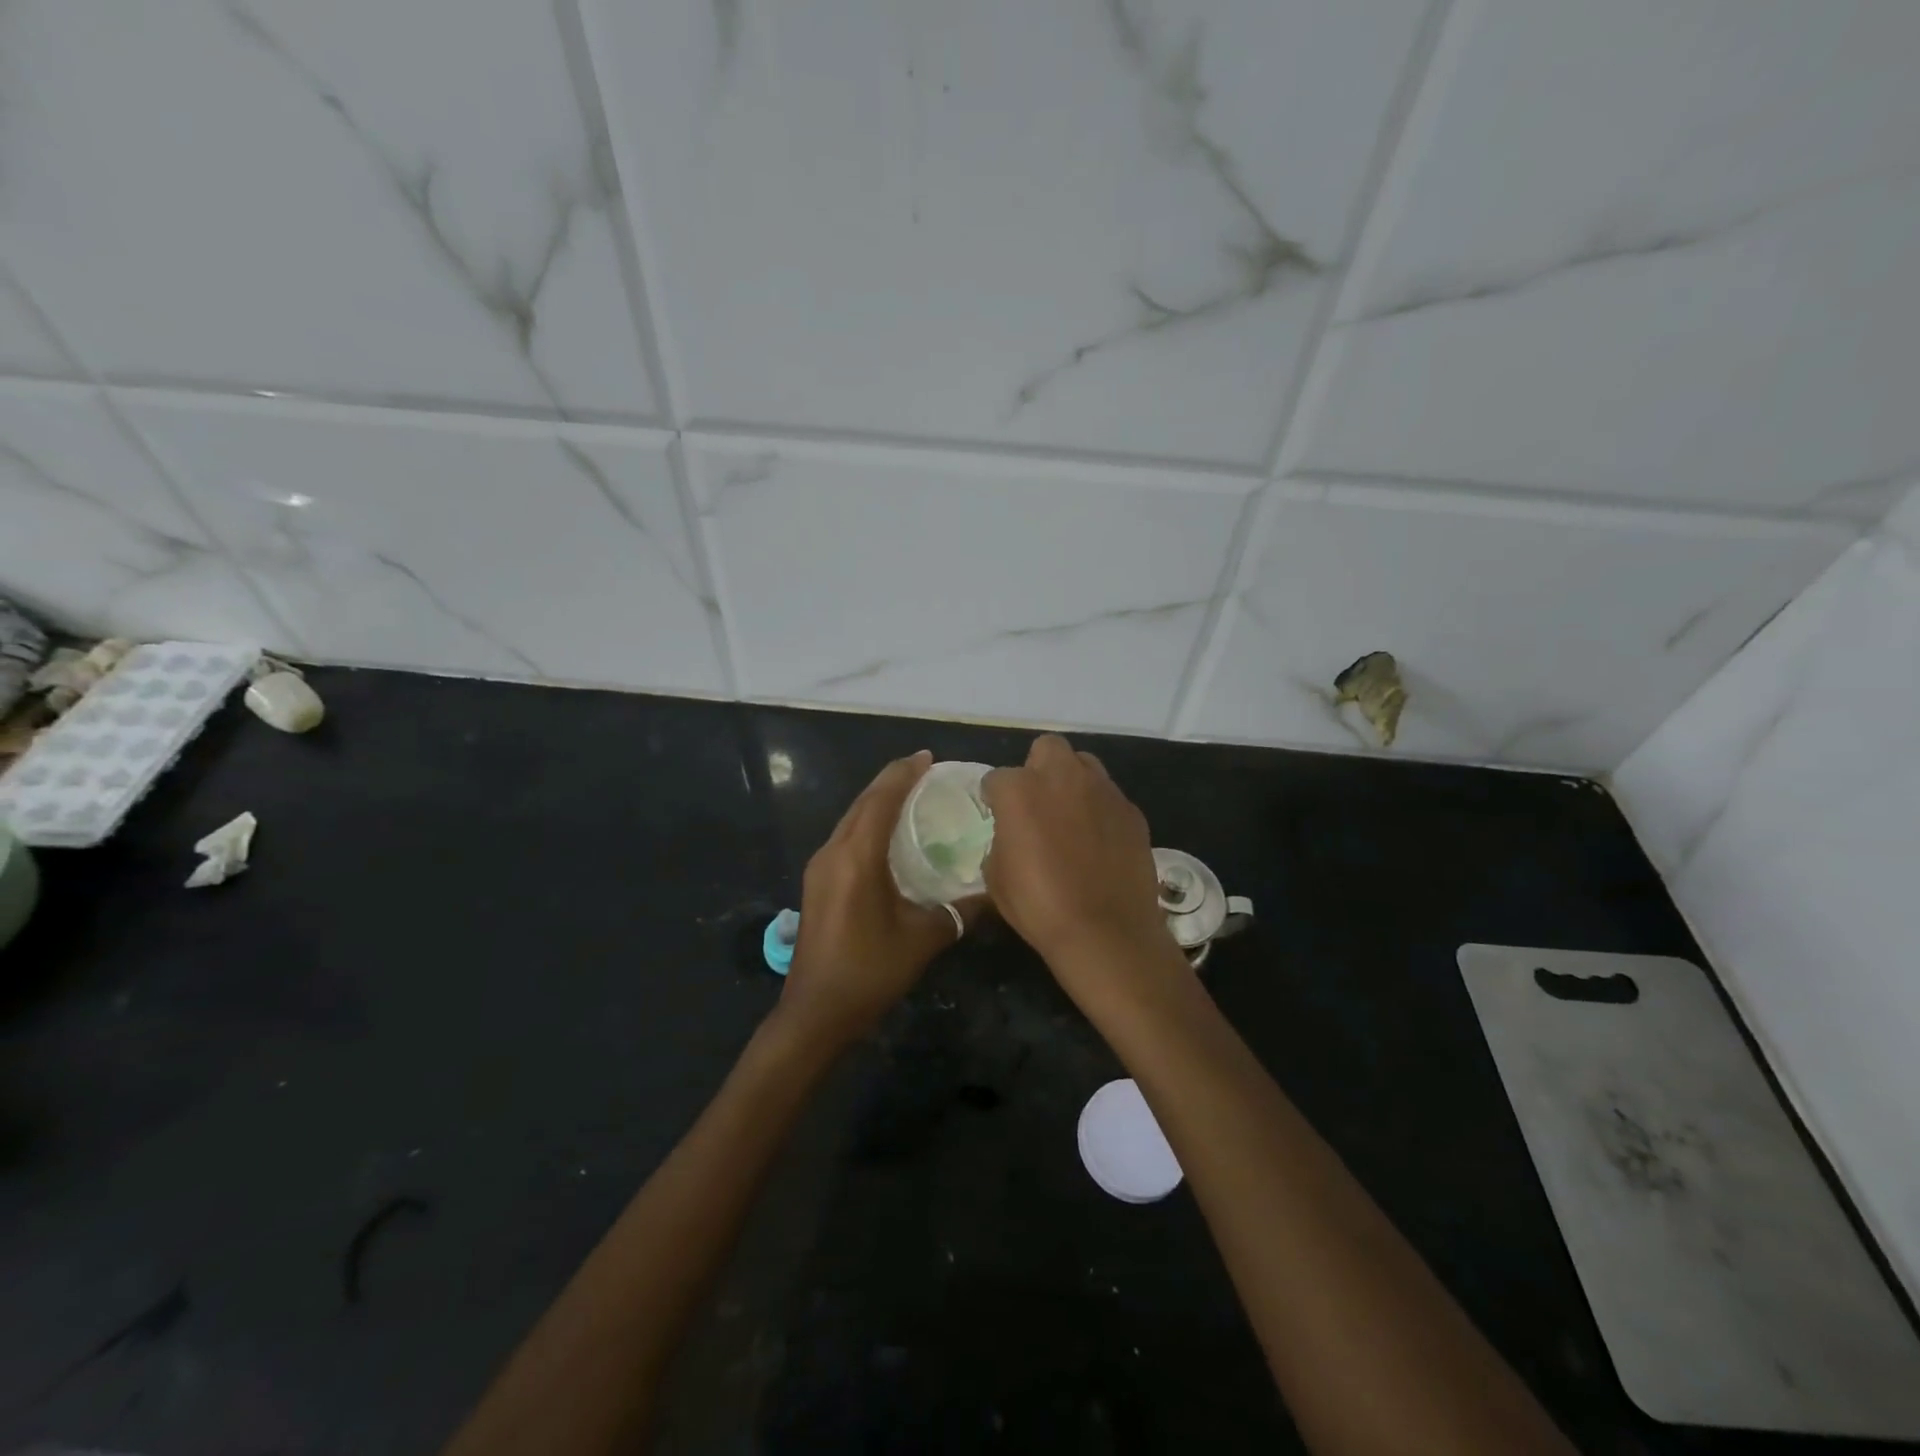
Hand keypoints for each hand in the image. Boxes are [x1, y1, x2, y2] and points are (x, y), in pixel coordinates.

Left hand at [780, 750, 982, 1049]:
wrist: (816, 1012)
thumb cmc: (870, 971)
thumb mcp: (923, 939)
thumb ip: (959, 911)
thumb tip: (992, 892)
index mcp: (857, 857)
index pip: (881, 799)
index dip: (904, 774)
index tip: (929, 757)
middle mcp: (833, 851)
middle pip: (863, 802)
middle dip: (892, 781)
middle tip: (926, 770)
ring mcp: (820, 866)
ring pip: (851, 818)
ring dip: (878, 801)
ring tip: (911, 794)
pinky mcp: (818, 882)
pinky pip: (846, 836)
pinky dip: (868, 823)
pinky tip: (889, 834)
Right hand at [981, 735, 1174, 972]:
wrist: (1106, 932)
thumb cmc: (1039, 906)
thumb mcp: (996, 876)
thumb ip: (1001, 840)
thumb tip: (1012, 835)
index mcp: (1020, 790)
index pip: (996, 778)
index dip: (995, 798)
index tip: (997, 817)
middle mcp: (1062, 777)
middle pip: (1047, 748)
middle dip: (1038, 768)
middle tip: (1037, 802)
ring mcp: (1102, 790)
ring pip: (1084, 764)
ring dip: (1072, 781)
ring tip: (1070, 815)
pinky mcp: (1131, 810)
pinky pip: (1109, 797)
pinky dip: (1100, 810)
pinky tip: (1099, 841)